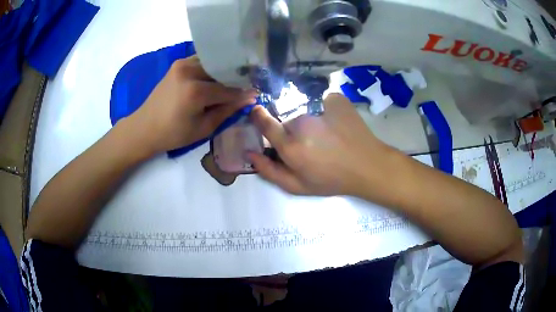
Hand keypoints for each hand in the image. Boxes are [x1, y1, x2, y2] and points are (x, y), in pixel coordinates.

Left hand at [126, 56, 256, 155]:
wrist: (145, 127)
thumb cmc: (173, 134)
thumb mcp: (203, 128)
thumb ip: (227, 111)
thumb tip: (249, 98)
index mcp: (195, 91)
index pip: (228, 89)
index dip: (245, 92)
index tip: (258, 93)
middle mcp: (189, 71)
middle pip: (222, 69)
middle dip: (236, 77)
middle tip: (248, 85)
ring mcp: (182, 64)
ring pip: (213, 62)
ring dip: (224, 71)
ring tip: (233, 81)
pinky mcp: (178, 64)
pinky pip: (202, 62)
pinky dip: (212, 68)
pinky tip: (216, 77)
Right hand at [249, 93, 394, 195]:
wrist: (367, 166)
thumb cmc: (332, 180)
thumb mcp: (298, 186)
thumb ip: (269, 171)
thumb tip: (249, 153)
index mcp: (291, 146)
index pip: (265, 123)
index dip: (258, 116)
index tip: (257, 112)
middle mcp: (302, 123)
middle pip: (287, 120)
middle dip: (292, 130)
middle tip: (309, 143)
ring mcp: (320, 108)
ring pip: (304, 111)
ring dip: (309, 121)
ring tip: (326, 135)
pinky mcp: (335, 99)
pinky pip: (321, 101)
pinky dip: (324, 109)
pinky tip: (336, 123)